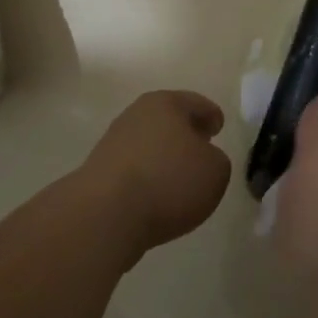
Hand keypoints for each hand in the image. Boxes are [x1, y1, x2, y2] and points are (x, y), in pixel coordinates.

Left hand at [80, 91, 231, 258]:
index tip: (218, 128)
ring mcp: (114, 142)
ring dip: (164, 155)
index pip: (196, 103)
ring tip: (179, 177)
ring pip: (149, 143)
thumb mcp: (216, 171)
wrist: (106, 213)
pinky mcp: (99, 170)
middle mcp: (137, 114)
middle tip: (201, 149)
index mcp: (166, 103)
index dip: (211, 115)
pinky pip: (134, 168)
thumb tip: (201, 160)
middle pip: (168, 119)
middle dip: (185, 133)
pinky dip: (147, 176)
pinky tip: (155, 195)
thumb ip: (216, 160)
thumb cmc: (169, 180)